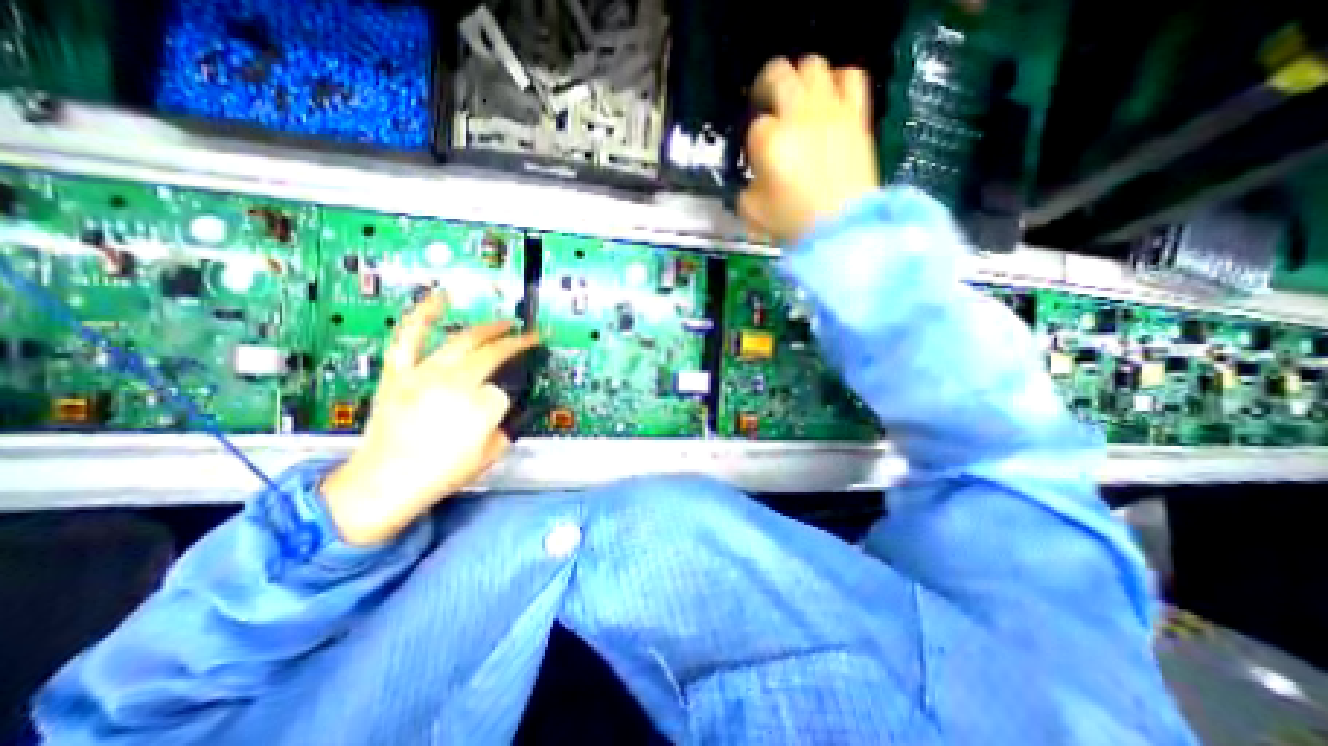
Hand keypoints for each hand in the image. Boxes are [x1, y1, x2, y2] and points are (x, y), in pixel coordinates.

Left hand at [318, 291, 534, 548]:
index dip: (510, 392)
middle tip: (530, 336)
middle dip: (517, 343)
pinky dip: (425, 313)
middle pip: (493, 353)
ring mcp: (424, 374)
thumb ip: (506, 424)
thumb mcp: (490, 454)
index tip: (508, 398)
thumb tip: (507, 401)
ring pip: (463, 340)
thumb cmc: (441, 474)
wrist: (384, 483)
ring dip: (489, 328)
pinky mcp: (399, 372)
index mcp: (480, 407)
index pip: (506, 387)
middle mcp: (455, 383)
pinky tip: (442, 298)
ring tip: (505, 321)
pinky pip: (410, 336)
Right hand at [737, 57, 877, 243]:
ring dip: (800, 78)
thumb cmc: (793, 222)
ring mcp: (830, 111)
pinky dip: (838, 81)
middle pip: (778, 74)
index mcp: (769, 140)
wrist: (841, 227)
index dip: (753, 141)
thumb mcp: (753, 213)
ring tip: (798, 99)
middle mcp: (798, 115)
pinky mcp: (856, 115)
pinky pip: (851, 76)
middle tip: (765, 103)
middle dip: (765, 86)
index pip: (755, 125)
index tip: (757, 157)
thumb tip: (751, 182)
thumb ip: (745, 191)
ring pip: (812, 65)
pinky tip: (831, 97)